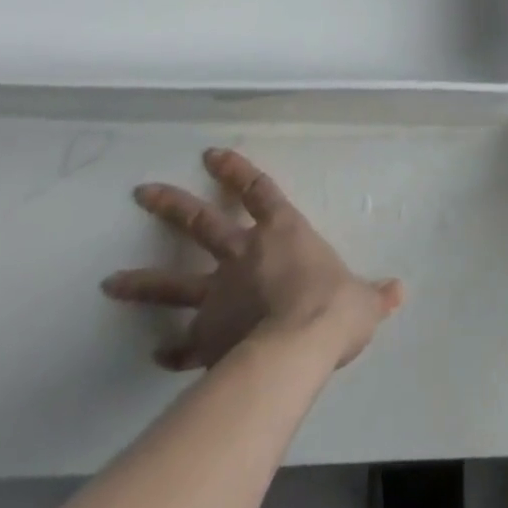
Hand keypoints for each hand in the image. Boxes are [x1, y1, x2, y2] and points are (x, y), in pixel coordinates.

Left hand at [102, 148, 403, 372]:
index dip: (235, 169)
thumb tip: (398, 291)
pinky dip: (170, 349)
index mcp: (284, 232)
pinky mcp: (205, 337)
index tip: (210, 154)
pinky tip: (155, 353)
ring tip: (109, 281)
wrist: (296, 349)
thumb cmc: (333, 308)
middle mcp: (245, 255)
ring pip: (173, 283)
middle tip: (141, 192)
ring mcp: (219, 295)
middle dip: (171, 206)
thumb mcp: (363, 301)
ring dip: (142, 281)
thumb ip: (375, 295)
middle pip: (202, 223)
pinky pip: (182, 343)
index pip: (257, 190)